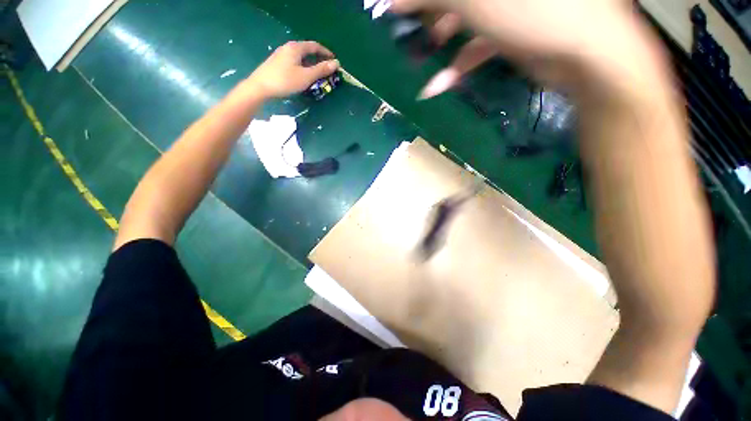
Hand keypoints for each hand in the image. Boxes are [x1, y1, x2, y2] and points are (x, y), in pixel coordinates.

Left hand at [246, 41, 339, 98]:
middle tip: (327, 69)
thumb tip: (336, 63)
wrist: (260, 87)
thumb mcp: (306, 76)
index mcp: (296, 48)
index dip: (326, 52)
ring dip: (310, 63)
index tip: (334, 60)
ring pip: (300, 57)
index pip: (314, 46)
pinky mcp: (277, 63)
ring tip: (317, 74)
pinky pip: (294, 61)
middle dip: (318, 58)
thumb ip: (321, 70)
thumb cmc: (285, 81)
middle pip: (307, 50)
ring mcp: (281, 54)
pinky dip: (303, 66)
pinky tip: (303, 75)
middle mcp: (288, 47)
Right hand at [393, 0, 658, 98]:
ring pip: (463, 17)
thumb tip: (392, 1)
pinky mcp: (511, 31)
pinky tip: (437, 84)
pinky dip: (458, 64)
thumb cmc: (534, 10)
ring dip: (439, 41)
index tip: (393, 7)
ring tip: (419, 59)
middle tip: (406, 30)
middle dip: (427, 12)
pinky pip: (477, 44)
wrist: (585, 54)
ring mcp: (508, 4)